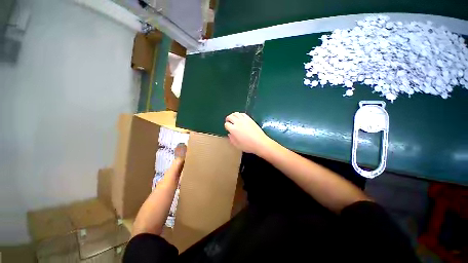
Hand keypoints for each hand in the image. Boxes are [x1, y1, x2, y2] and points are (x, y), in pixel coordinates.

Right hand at [224, 112, 271, 154]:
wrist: (260, 142)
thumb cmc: (248, 146)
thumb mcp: (237, 145)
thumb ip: (231, 139)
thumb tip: (229, 134)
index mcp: (233, 129)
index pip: (226, 124)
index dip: (226, 126)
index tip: (228, 129)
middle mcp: (237, 123)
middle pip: (230, 117)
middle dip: (228, 119)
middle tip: (229, 121)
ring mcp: (244, 120)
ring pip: (236, 113)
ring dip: (233, 115)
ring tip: (233, 118)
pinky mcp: (249, 118)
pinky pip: (242, 114)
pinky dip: (239, 114)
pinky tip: (240, 117)